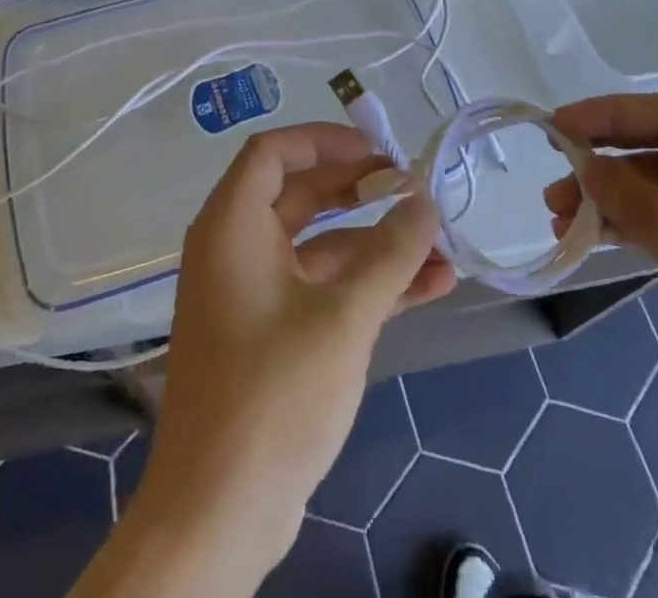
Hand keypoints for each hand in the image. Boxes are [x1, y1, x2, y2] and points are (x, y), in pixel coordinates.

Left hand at [135, 123, 455, 584]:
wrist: (217, 516)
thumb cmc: (273, 395)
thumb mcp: (343, 317)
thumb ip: (390, 254)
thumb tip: (425, 203)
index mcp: (233, 226)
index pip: (273, 152)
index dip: (326, 141)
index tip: (378, 150)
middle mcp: (237, 249)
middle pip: (302, 194)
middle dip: (361, 190)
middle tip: (413, 188)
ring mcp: (254, 294)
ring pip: (320, 246)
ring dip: (377, 245)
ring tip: (441, 245)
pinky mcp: (272, 335)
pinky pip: (322, 288)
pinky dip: (367, 284)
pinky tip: (428, 287)